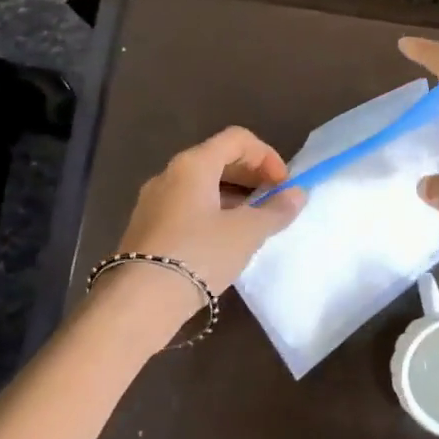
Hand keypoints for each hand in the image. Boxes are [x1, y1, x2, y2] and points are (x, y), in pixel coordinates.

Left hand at [102, 126, 306, 329]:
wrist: (141, 300)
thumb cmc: (199, 255)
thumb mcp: (246, 233)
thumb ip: (275, 210)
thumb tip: (297, 194)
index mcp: (193, 164)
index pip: (237, 139)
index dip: (267, 156)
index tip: (283, 186)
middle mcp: (169, 174)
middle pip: (217, 158)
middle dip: (251, 175)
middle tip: (272, 203)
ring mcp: (153, 200)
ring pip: (201, 184)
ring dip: (233, 196)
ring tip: (252, 224)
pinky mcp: (147, 226)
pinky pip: (186, 205)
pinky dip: (212, 211)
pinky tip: (224, 240)